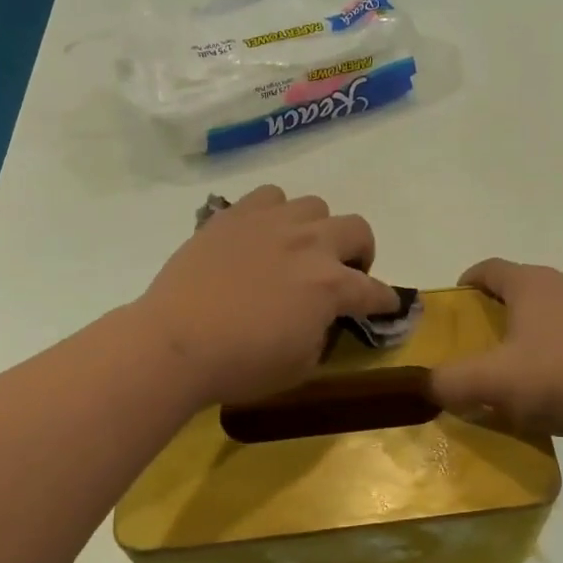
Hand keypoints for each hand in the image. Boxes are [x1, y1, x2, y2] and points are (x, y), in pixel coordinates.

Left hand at [133, 186, 398, 407]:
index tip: (387, 304)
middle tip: (343, 273)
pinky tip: (263, 233)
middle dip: (360, 253)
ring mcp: (272, 223)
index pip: (374, 290)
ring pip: (315, 206)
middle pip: (358, 229)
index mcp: (331, 285)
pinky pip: (271, 196)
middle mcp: (311, 244)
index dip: (385, 300)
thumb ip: (322, 334)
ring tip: (299, 249)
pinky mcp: (236, 214)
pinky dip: (276, 212)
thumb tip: (321, 317)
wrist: (175, 342)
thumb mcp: (300, 366)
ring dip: (317, 228)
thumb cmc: (241, 364)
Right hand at [431, 259, 562, 437]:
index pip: (488, 268)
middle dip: (496, 310)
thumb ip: (450, 382)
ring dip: (528, 329)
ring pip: (548, 309)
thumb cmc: (556, 376)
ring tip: (516, 365)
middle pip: (519, 287)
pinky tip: (554, 381)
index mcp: (530, 282)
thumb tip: (428, 384)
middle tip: (480, 342)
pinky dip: (556, 346)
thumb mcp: (492, 382)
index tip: (455, 307)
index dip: (467, 283)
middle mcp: (562, 283)